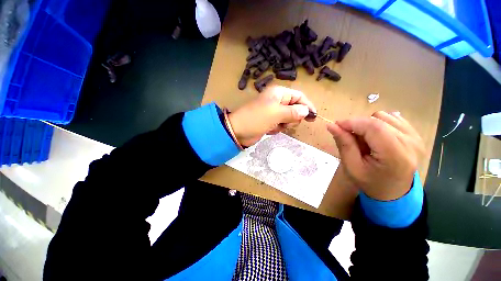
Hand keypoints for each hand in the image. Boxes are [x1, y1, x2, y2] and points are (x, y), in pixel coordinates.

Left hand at [229, 86, 316, 146]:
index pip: (298, 96)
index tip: (313, 116)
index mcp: (278, 93)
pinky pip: (281, 125)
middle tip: (285, 122)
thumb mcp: (276, 114)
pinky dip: (277, 129)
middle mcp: (277, 101)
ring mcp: (273, 112)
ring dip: (284, 124)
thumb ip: (293, 112)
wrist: (238, 131)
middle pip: (295, 108)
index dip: (307, 105)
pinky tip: (269, 130)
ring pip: (288, 118)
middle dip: (292, 118)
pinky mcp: (270, 122)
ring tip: (275, 126)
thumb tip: (306, 111)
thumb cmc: (256, 119)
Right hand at [327, 111, 424, 200]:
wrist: (394, 192)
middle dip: (358, 125)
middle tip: (349, 137)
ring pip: (384, 116)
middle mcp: (410, 143)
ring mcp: (416, 138)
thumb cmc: (370, 182)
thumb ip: (344, 144)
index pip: (374, 127)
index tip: (336, 126)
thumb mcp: (352, 167)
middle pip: (378, 120)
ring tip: (365, 140)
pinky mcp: (416, 135)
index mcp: (395, 156)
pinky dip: (379, 124)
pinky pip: (393, 118)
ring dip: (368, 125)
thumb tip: (331, 125)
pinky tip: (376, 137)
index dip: (352, 122)